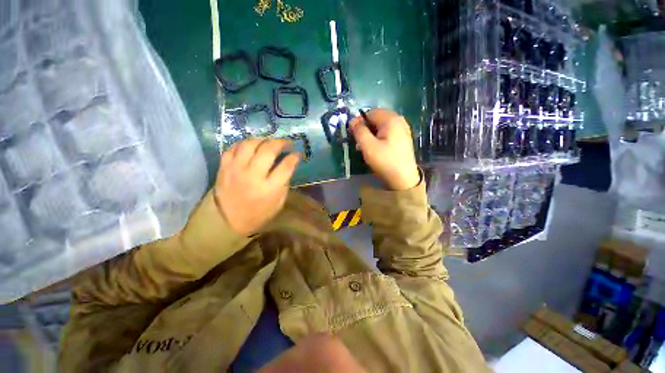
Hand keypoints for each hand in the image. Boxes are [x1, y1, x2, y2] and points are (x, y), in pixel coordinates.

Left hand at [214, 139, 299, 235]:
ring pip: (250, 144)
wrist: (227, 221)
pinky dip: (244, 144)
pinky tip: (251, 146)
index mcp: (269, 189)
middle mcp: (252, 176)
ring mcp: (235, 170)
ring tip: (269, 142)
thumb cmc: (258, 213)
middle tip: (286, 142)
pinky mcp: (223, 168)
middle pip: (268, 151)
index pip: (285, 166)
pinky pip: (233, 148)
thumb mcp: (278, 203)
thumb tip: (287, 164)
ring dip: (262, 139)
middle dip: (281, 143)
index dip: (294, 157)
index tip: (297, 154)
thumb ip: (283, 183)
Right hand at [350, 109, 419, 190]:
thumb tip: (353, 121)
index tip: (353, 134)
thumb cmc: (385, 161)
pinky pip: (387, 133)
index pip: (370, 113)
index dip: (359, 122)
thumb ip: (359, 131)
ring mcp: (403, 130)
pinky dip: (379, 138)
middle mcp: (399, 121)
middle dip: (365, 128)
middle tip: (358, 142)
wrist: (403, 179)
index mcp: (391, 119)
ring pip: (381, 127)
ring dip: (371, 134)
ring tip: (365, 147)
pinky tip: (375, 149)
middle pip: (377, 119)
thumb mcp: (368, 146)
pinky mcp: (403, 139)